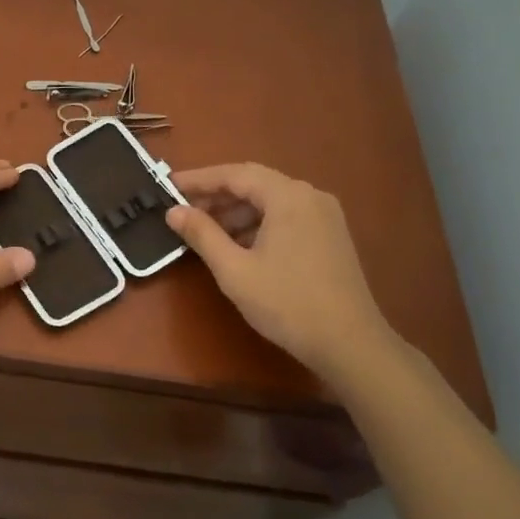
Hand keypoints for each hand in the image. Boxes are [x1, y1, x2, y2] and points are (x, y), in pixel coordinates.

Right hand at [166, 162, 399, 380]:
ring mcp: (325, 215)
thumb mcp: (235, 270)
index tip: (169, 185)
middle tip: (183, 210)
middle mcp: (310, 196)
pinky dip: (259, 224)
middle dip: (217, 196)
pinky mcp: (330, 235)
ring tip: (206, 232)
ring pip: (271, 201)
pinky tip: (240, 246)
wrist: (351, 344)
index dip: (199, 179)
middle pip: (254, 184)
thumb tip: (174, 211)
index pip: (235, 174)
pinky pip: (287, 216)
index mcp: (288, 196)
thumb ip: (202, 235)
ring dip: (237, 212)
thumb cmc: (288, 304)